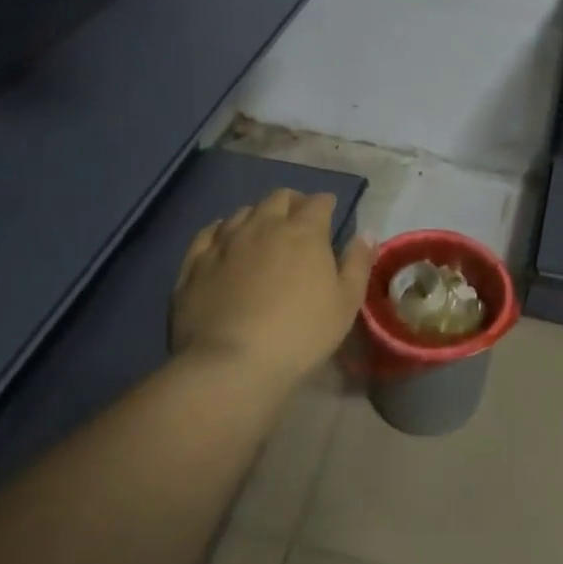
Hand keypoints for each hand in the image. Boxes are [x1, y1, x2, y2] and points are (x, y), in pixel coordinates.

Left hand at [170, 190, 373, 395]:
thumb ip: (358, 263)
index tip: (331, 212)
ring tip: (262, 232)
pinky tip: (223, 240)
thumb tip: (367, 233)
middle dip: (293, 203)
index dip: (326, 204)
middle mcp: (263, 225)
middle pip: (279, 198)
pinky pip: (208, 233)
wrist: (230, 365)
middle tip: (299, 220)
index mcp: (304, 232)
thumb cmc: (300, 334)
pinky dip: (221, 231)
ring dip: (258, 216)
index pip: (318, 202)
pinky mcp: (195, 263)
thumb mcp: (345, 303)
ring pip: (243, 212)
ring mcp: (225, 242)